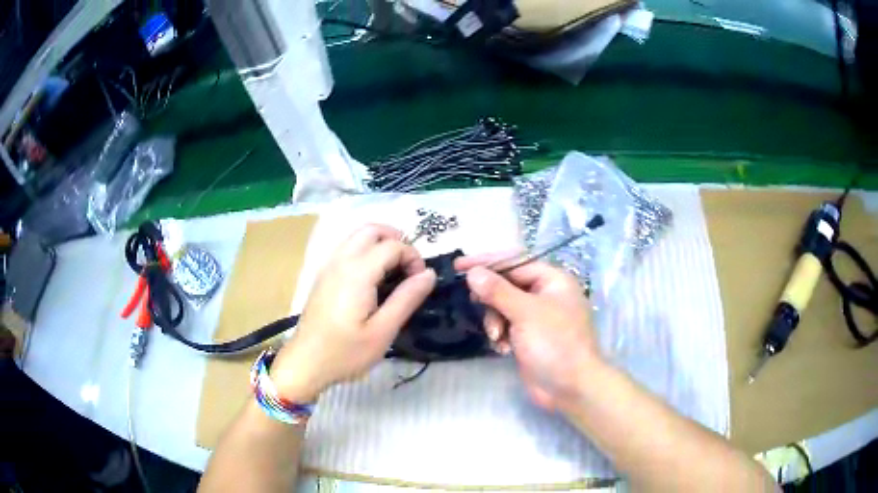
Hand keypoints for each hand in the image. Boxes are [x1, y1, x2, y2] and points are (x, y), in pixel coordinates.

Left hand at [271, 224, 435, 401]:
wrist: (306, 362)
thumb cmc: (345, 352)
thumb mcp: (383, 331)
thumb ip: (407, 299)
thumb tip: (429, 273)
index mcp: (357, 272)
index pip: (393, 245)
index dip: (413, 257)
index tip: (420, 281)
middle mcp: (341, 260)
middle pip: (372, 230)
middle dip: (397, 240)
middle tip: (409, 268)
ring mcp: (328, 266)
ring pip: (357, 236)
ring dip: (380, 243)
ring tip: (394, 272)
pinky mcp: (323, 275)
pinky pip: (347, 248)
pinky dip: (366, 251)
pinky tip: (373, 278)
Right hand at [455, 255, 602, 410]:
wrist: (570, 388)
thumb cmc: (555, 344)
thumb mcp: (526, 313)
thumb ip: (498, 290)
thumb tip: (472, 272)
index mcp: (552, 280)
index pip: (514, 262)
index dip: (486, 263)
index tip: (458, 266)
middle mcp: (545, 294)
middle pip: (507, 284)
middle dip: (491, 298)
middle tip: (473, 302)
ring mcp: (537, 317)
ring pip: (503, 306)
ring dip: (495, 320)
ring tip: (497, 337)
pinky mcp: (528, 337)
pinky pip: (506, 326)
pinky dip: (501, 334)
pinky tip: (502, 349)